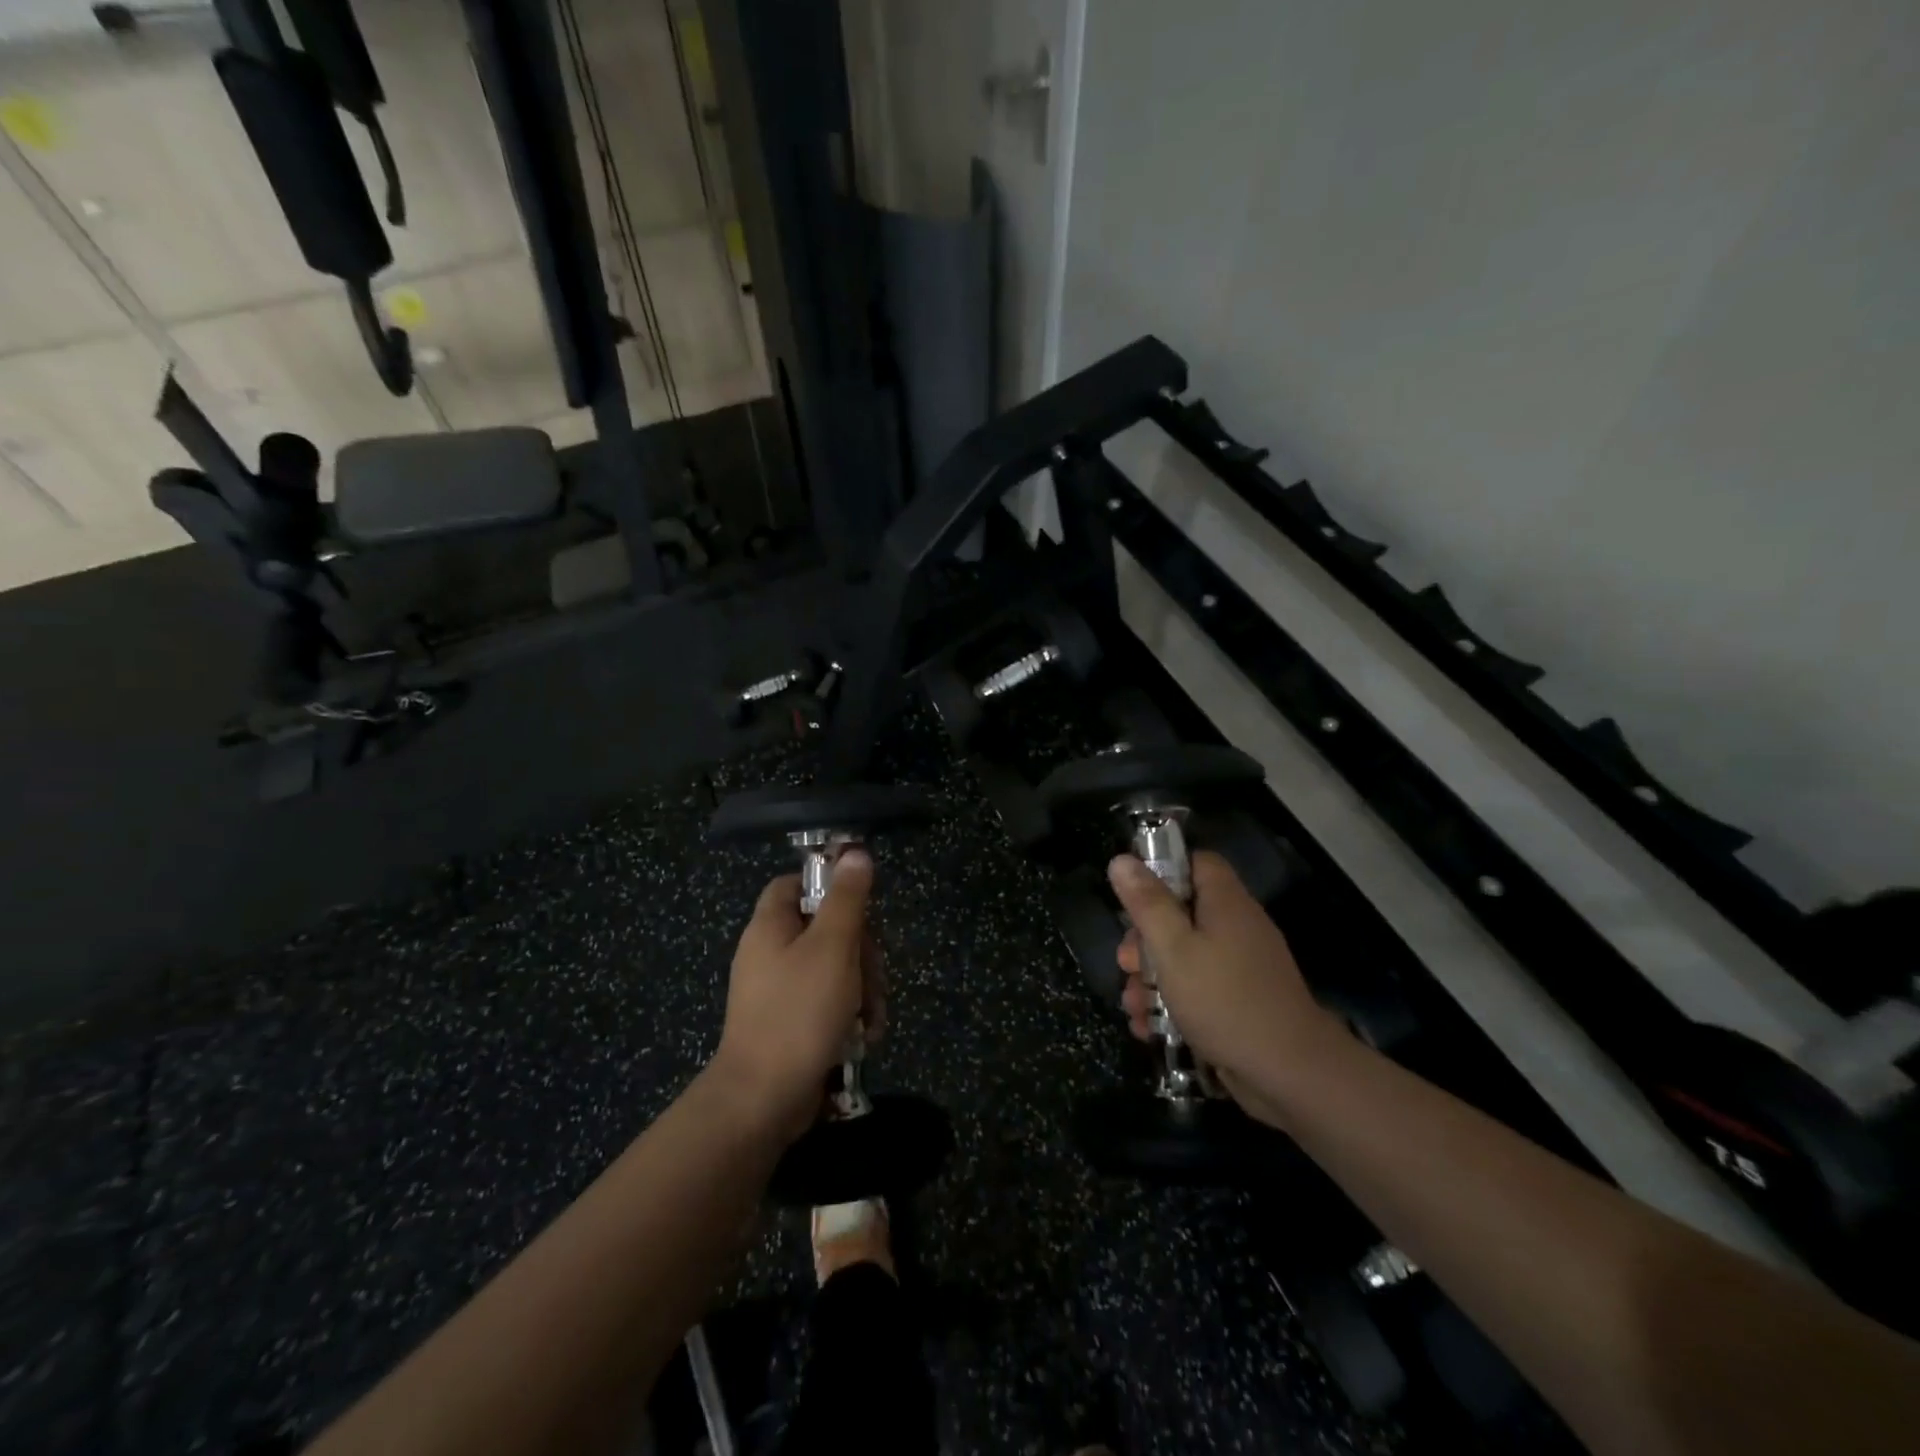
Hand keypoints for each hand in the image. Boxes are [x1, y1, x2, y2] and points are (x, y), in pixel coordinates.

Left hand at [713, 850, 885, 1141]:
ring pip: (834, 968)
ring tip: (872, 1017)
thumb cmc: (798, 1013)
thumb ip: (847, 899)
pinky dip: (848, 1014)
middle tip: (873, 976)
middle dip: (861, 951)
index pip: (796, 883)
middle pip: (824, 927)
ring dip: (862, 987)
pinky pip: (826, 1002)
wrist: (763, 1100)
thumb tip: (855, 852)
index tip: (861, 909)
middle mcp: (770, 953)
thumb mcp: (833, 947)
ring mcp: (778, 991)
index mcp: (770, 926)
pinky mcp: (789, 1023)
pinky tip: (864, 1036)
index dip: (829, 887)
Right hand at [1110, 850, 1341, 1121]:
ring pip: (1185, 958)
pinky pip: (1199, 991)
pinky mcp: (1240, 1004)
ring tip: (1132, 1005)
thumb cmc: (1224, 1000)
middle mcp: (1237, 929)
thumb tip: (1121, 860)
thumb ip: (1147, 904)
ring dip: (1152, 979)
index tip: (1133, 895)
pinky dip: (1172, 1005)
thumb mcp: (1173, 948)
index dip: (1164, 869)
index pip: (1198, 863)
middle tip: (1125, 963)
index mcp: (1226, 904)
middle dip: (1145, 940)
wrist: (1290, 1075)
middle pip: (1183, 914)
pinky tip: (1148, 1027)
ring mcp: (1242, 969)